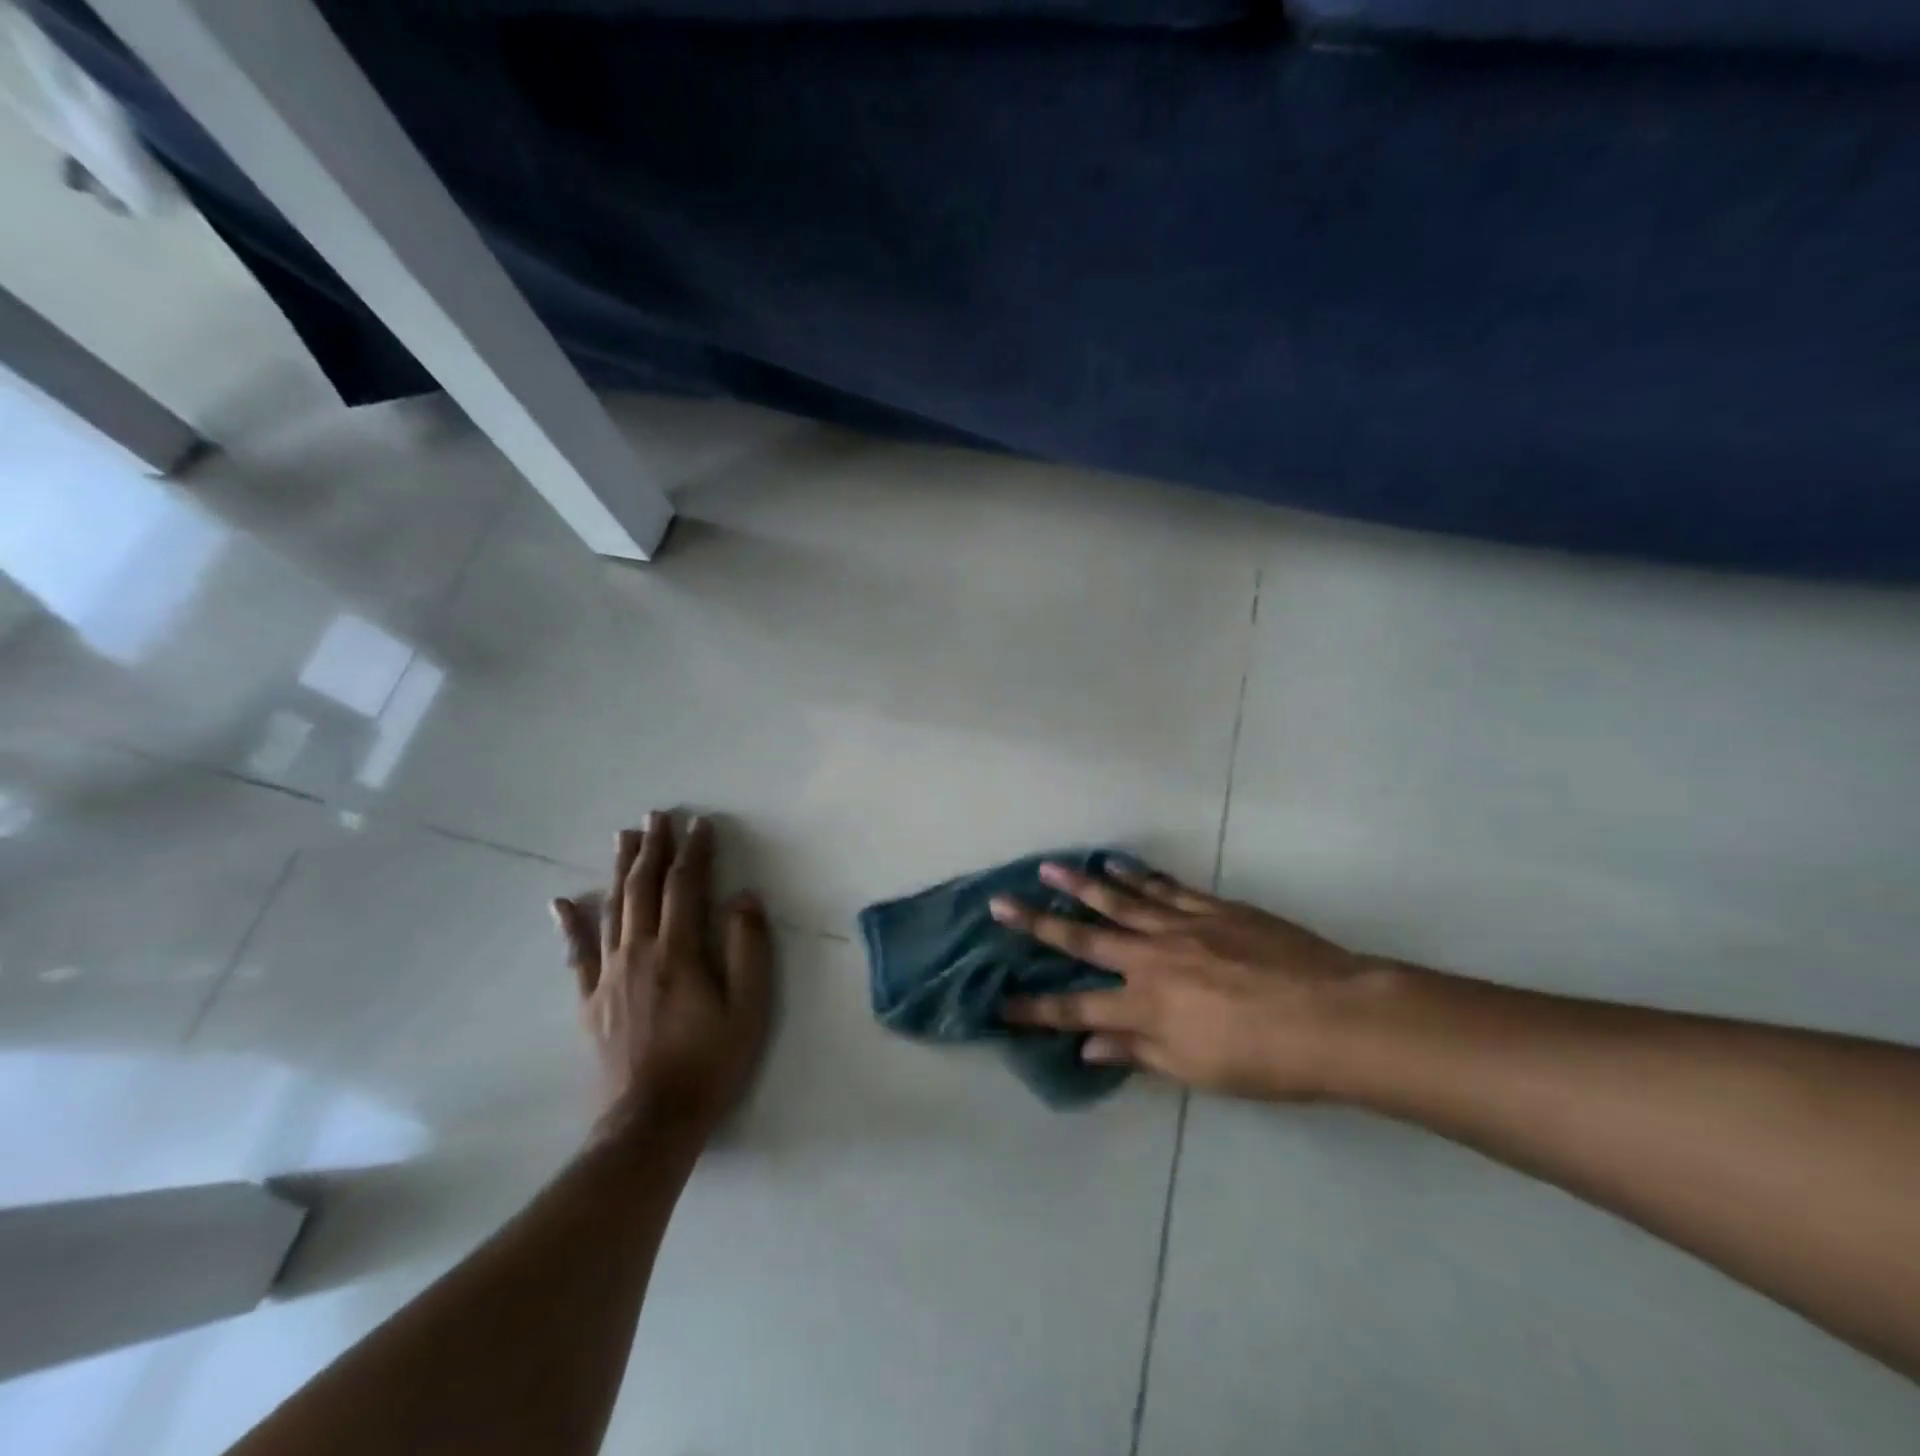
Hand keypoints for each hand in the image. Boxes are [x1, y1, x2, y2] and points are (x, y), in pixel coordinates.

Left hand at [551, 812, 772, 1145]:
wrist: (651, 1123)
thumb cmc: (709, 1063)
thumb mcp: (748, 1008)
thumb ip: (748, 949)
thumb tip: (743, 898)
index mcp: (679, 952)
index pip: (686, 887)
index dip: (695, 852)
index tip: (701, 823)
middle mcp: (638, 953)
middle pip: (644, 888)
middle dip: (653, 848)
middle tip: (657, 815)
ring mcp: (609, 976)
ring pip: (612, 909)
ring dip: (620, 870)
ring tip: (624, 837)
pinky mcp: (591, 1001)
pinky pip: (577, 954)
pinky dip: (570, 925)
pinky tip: (561, 902)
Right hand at [991, 860, 1378, 1100]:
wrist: (1335, 1016)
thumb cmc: (1265, 1059)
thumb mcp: (1197, 1070)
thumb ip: (1139, 1052)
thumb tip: (1089, 1046)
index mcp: (1145, 1005)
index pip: (1075, 1008)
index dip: (1034, 1007)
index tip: (999, 1002)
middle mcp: (1151, 958)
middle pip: (1083, 937)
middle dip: (1037, 923)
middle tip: (1000, 902)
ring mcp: (1181, 926)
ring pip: (1119, 900)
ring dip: (1079, 884)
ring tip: (1048, 866)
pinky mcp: (1211, 908)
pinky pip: (1164, 887)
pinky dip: (1135, 876)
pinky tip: (1115, 865)